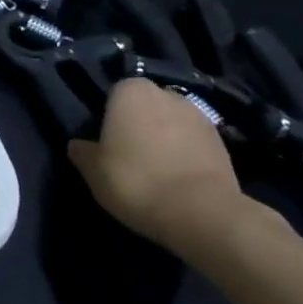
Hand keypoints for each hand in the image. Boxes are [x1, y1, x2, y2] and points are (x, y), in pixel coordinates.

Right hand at [67, 78, 255, 254]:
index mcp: (130, 90)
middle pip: (145, 106)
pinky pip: (193, 144)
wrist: (203, 214)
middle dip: (139, 124)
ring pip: (171, 124)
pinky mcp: (223, 144)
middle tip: (129, 155)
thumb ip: (82, 151)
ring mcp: (199, 117)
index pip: (113, 94)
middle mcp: (166, 93)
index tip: (106, 142)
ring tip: (157, 171)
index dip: (108, 117)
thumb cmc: (136, 181)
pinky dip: (186, 156)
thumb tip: (79, 146)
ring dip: (165, 139)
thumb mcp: (92, 170)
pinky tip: (178, 180)